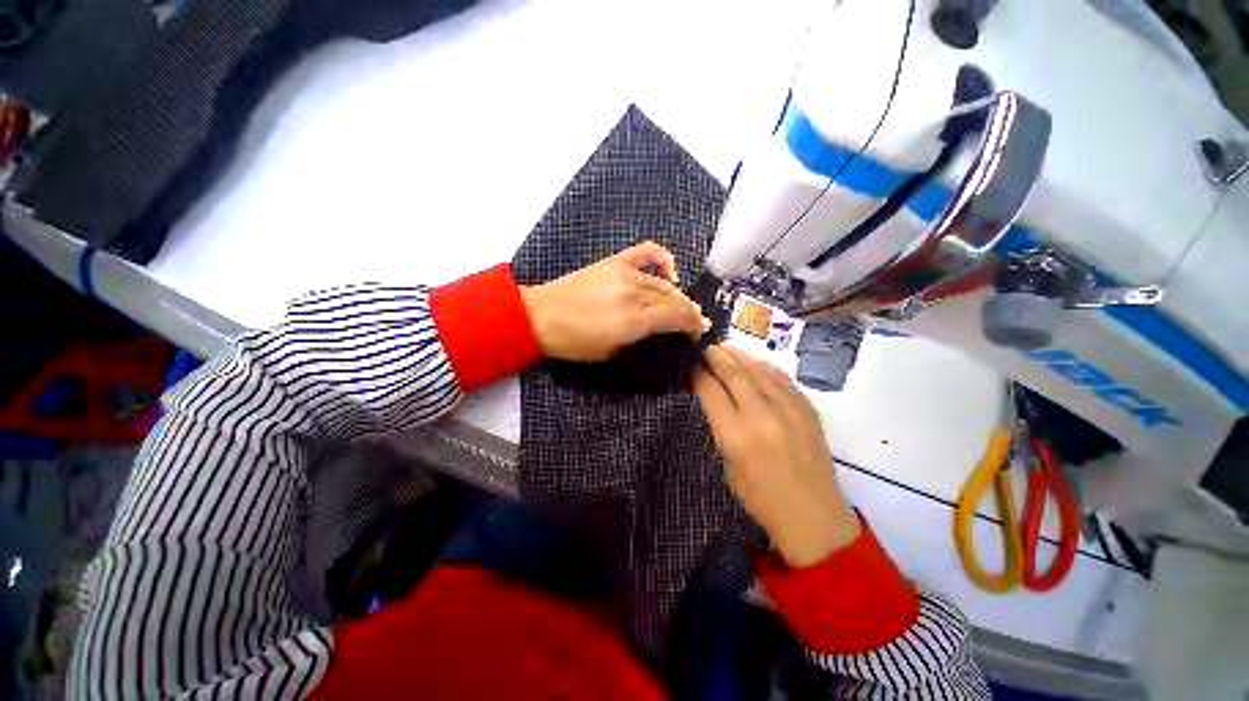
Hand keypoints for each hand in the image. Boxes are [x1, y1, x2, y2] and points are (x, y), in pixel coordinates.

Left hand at [520, 242, 711, 361]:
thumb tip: (663, 332)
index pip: (677, 316)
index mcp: (633, 320)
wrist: (540, 316)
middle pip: (674, 299)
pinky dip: (663, 259)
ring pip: (663, 283)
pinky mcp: (615, 262)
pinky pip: (647, 252)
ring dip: (678, 295)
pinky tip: (669, 272)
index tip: (697, 333)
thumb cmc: (574, 342)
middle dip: (689, 312)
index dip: (693, 325)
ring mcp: (624, 273)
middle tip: (693, 322)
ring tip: (682, 305)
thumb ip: (641, 339)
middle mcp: (634, 293)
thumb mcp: (611, 352)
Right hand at [693, 346, 860, 568]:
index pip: (711, 391)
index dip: (698, 374)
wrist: (813, 515)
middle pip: (734, 373)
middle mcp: (761, 415)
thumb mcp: (728, 464)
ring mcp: (788, 409)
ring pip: (758, 369)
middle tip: (705, 348)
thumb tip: (713, 397)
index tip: (691, 365)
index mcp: (736, 435)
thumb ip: (721, 426)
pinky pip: (781, 377)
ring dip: (739, 355)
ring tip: (726, 347)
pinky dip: (764, 365)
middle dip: (716, 356)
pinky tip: (754, 361)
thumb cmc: (760, 497)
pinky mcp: (806, 408)